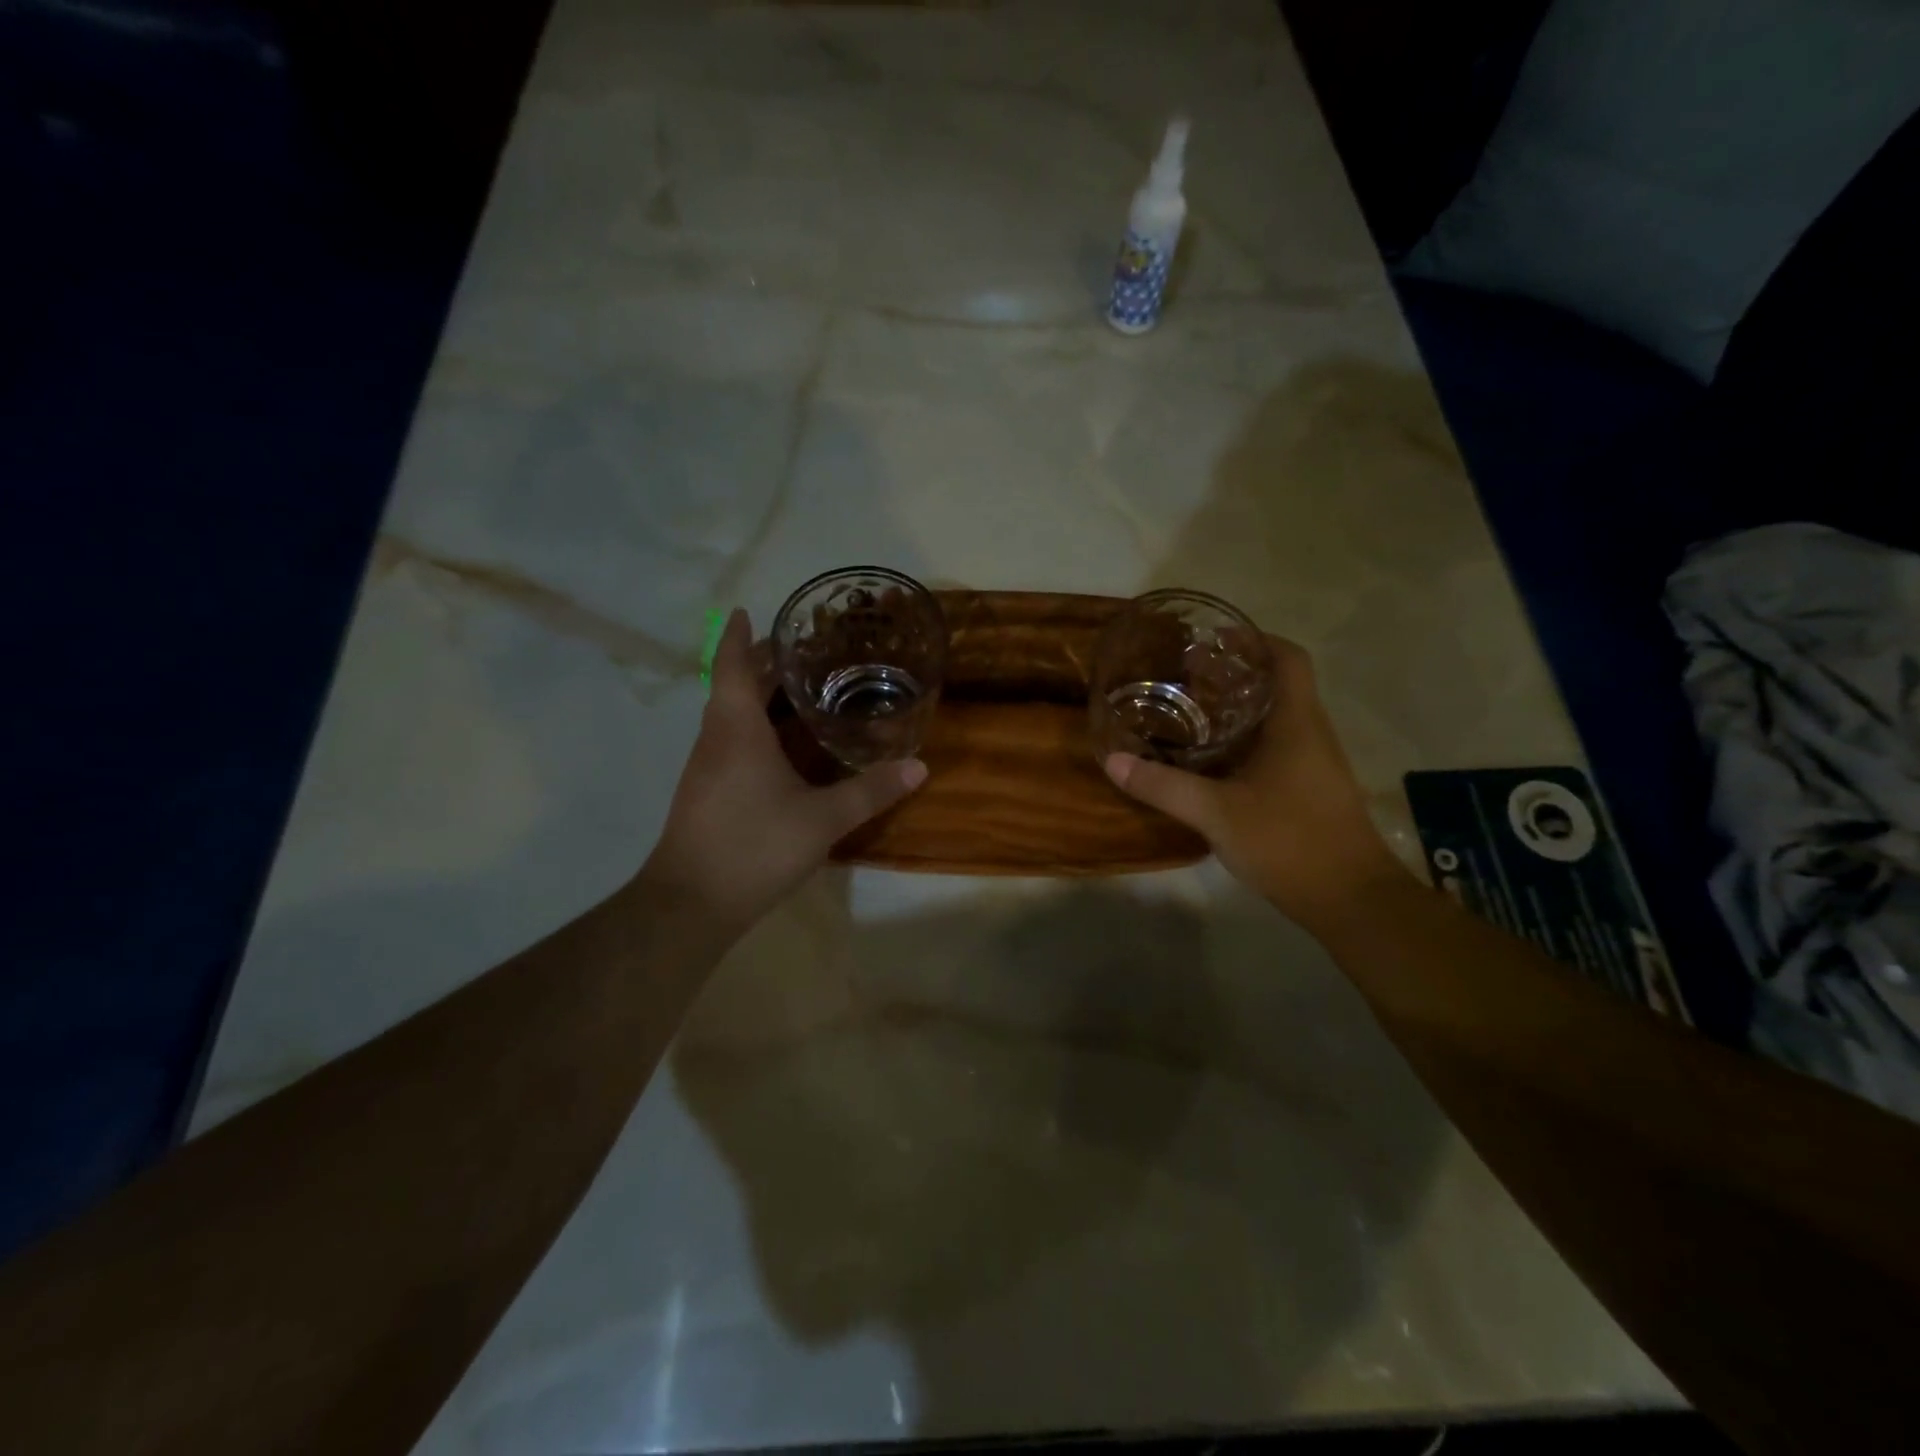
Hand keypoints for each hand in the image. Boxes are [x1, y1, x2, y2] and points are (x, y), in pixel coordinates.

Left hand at [640, 609, 926, 938]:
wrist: (690, 904)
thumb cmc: (753, 846)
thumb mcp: (822, 820)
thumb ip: (870, 791)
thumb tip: (919, 767)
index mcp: (736, 729)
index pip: (731, 665)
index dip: (739, 636)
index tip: (747, 611)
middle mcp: (715, 739)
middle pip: (732, 686)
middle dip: (760, 664)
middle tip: (801, 650)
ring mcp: (706, 768)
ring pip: (730, 716)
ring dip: (757, 696)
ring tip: (799, 690)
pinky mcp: (707, 793)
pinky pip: (731, 741)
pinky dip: (755, 727)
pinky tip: (783, 747)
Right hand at [1104, 634, 1409, 930]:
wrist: (1352, 900)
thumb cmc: (1290, 841)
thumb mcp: (1216, 812)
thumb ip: (1164, 786)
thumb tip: (1114, 760)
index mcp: (1296, 723)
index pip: (1287, 658)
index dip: (1255, 639)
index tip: (1214, 640)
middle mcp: (1311, 734)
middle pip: (1279, 685)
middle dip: (1236, 674)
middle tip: (1186, 676)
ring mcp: (1315, 764)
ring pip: (1278, 719)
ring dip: (1240, 709)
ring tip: (1191, 712)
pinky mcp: (1312, 791)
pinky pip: (1277, 748)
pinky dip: (1246, 742)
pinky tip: (1214, 762)